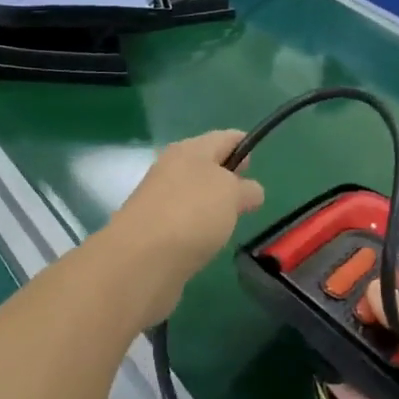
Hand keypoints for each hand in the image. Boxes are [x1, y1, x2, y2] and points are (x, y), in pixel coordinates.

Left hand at [109, 131, 264, 307]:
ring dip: (211, 204)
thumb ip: (246, 189)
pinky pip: (183, 220)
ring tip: (231, 221)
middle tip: (247, 195)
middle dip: (227, 176)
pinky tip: (207, 241)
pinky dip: (197, 227)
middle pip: (205, 165)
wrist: (141, 260)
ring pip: (193, 194)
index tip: (257, 164)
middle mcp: (170, 170)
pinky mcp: (153, 230)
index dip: (242, 145)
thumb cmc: (192, 214)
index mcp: (189, 150)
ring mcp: (159, 200)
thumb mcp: (231, 194)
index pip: (223, 138)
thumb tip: (249, 191)